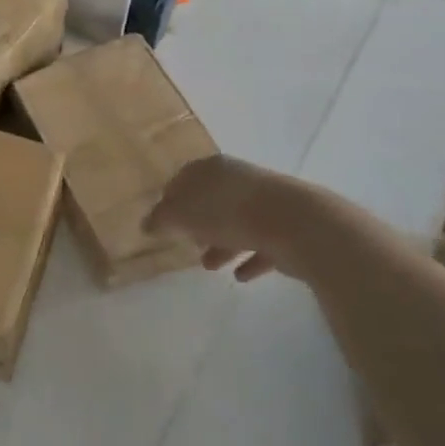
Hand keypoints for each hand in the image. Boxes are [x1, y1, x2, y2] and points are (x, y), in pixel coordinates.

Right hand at [146, 154, 318, 282]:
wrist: (297, 225)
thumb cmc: (230, 213)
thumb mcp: (183, 215)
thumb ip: (162, 219)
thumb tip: (147, 224)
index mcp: (214, 169)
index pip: (184, 178)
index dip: (170, 199)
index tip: (162, 221)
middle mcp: (240, 179)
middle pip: (212, 200)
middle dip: (198, 222)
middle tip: (186, 242)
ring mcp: (267, 203)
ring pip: (237, 223)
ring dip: (223, 244)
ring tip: (209, 266)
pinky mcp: (288, 227)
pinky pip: (263, 244)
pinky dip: (251, 258)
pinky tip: (241, 276)